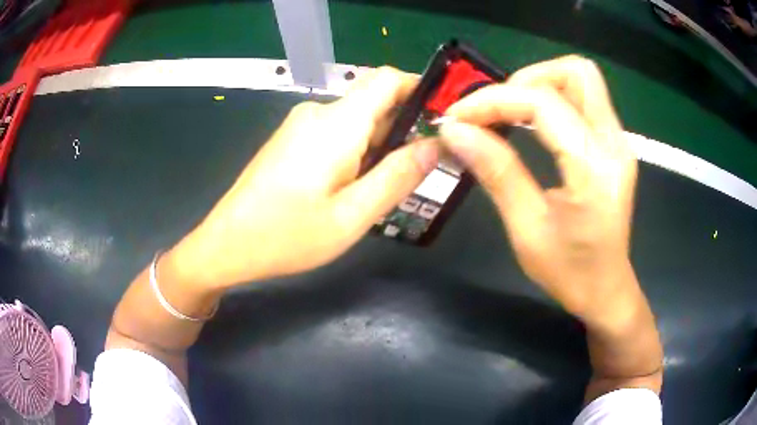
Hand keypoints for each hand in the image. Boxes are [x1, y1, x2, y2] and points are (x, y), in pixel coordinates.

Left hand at [170, 67, 438, 288]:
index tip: (441, 120)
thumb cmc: (287, 235)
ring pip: (357, 121)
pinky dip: (357, 151)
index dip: (419, 89)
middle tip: (418, 172)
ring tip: (383, 188)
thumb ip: (398, 176)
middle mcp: (319, 113)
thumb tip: (435, 145)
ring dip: (380, 145)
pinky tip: (352, 187)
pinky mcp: (291, 140)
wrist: (226, 244)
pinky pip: (336, 133)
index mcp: (337, 123)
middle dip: (404, 128)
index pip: (388, 79)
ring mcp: (301, 125)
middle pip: (375, 102)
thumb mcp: (352, 215)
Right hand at [439, 56, 637, 322]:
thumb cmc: (570, 272)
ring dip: (539, 85)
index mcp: (595, 169)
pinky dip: (551, 98)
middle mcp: (614, 143)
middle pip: (575, 72)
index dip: (495, 100)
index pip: (544, 103)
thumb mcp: (527, 229)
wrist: (606, 290)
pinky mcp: (613, 144)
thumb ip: (496, 172)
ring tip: (507, 113)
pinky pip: (583, 99)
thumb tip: (455, 131)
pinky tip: (529, 123)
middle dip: (526, 79)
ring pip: (581, 80)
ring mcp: (618, 141)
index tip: (458, 117)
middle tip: (494, 109)